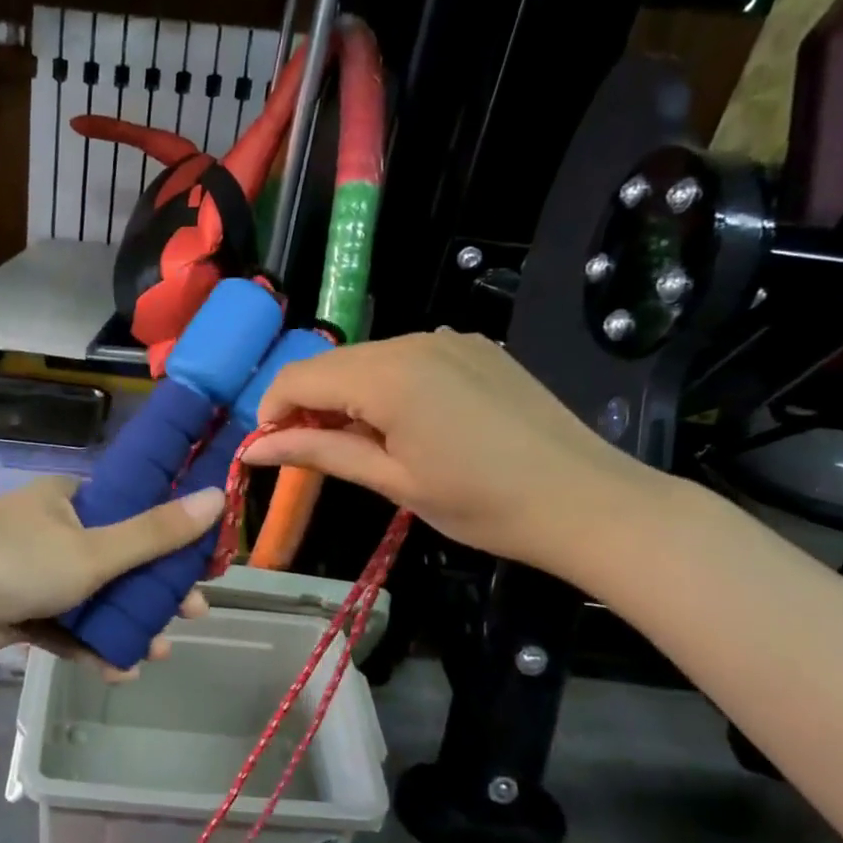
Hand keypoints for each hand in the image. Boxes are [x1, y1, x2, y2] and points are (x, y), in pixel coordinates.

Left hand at [0, 477, 222, 678]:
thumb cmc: (17, 562)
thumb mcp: (94, 549)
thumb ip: (156, 533)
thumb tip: (219, 495)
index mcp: (69, 498)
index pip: (132, 507)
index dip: (169, 534)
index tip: (199, 563)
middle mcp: (52, 528)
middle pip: (118, 556)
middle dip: (153, 590)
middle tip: (190, 615)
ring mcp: (33, 571)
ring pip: (93, 596)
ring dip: (126, 624)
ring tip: (157, 652)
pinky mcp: (17, 609)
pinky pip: (65, 625)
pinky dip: (90, 644)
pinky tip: (118, 670)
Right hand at [243, 330, 669, 575]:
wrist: (589, 501)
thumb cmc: (482, 504)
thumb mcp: (392, 481)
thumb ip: (318, 453)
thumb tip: (253, 450)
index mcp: (386, 375)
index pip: (298, 376)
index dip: (272, 412)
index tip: (271, 451)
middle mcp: (411, 341)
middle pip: (331, 364)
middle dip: (309, 404)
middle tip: (316, 453)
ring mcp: (447, 338)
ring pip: (367, 359)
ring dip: (347, 395)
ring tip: (366, 443)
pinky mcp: (473, 346)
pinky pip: (407, 357)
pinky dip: (386, 385)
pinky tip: (409, 423)